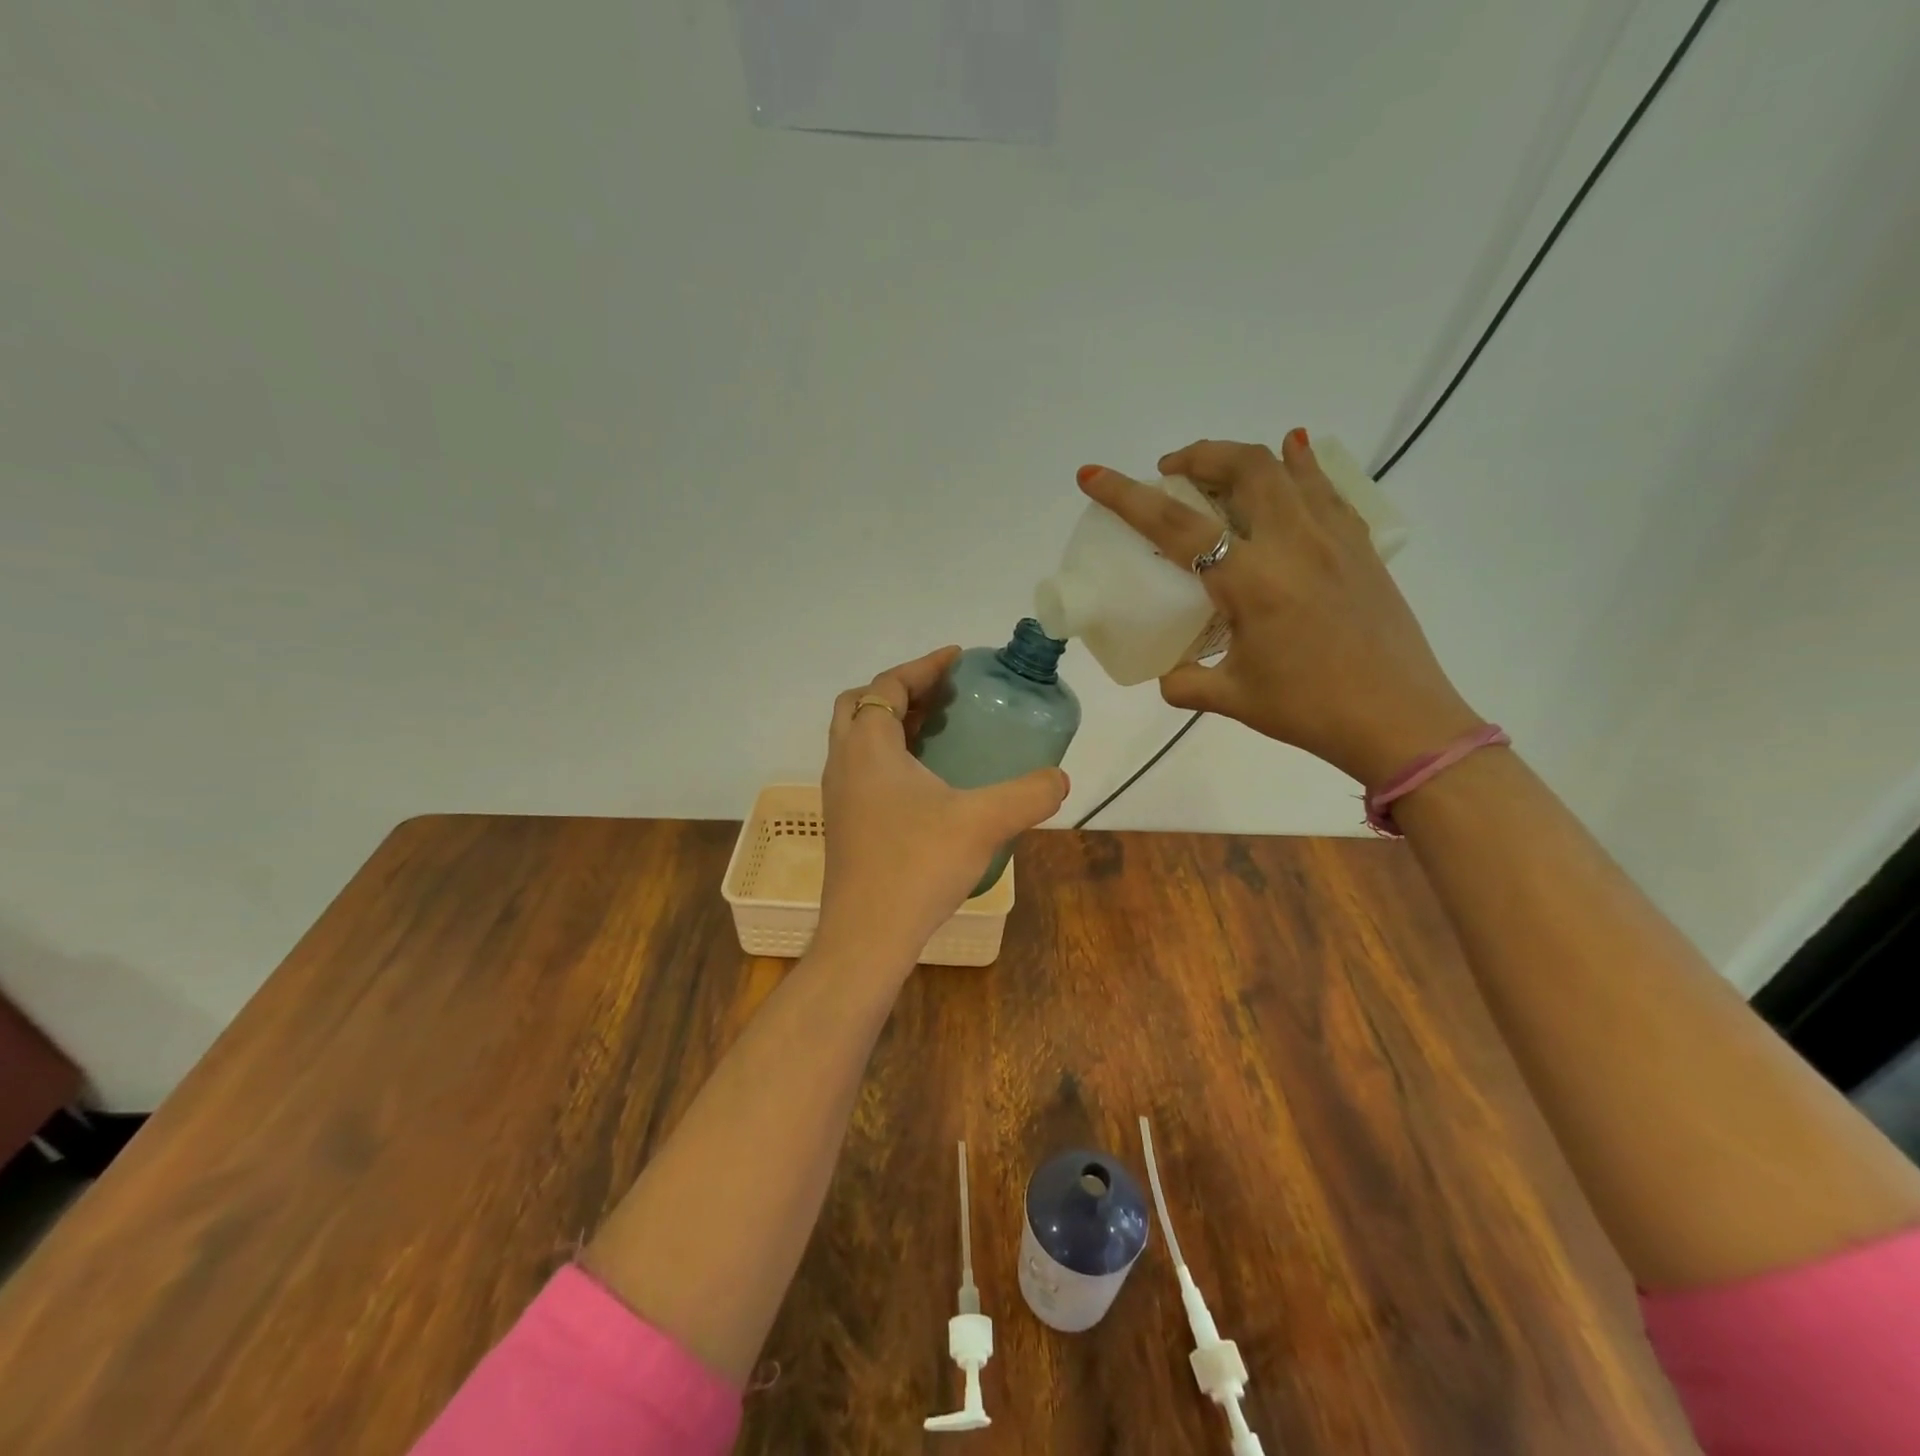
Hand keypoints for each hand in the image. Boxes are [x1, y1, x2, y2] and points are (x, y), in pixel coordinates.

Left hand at [817, 647, 1069, 967]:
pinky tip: (929, 784)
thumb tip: (1060, 778)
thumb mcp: (984, 823)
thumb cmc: (917, 866)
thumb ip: (1029, 794)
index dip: (924, 666)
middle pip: (861, 705)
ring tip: (941, 732)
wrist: (867, 936)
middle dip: (902, 691)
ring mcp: (839, 796)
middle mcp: (844, 763)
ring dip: (894, 725)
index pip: (888, 685)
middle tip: (944, 696)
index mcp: (868, 746)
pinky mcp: (845, 824)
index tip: (958, 659)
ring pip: (859, 739)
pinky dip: (890, 758)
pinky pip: (863, 770)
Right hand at [1077, 431, 1479, 786]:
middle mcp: (1293, 545)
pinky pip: (1326, 489)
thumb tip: (1168, 675)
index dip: (1127, 496)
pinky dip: (1301, 466)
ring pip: (1287, 468)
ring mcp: (1334, 540)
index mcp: (1252, 582)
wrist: (1401, 721)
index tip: (1092, 476)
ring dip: (1243, 456)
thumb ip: (1187, 682)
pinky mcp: (1361, 548)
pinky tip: (1293, 457)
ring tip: (1219, 471)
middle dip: (1197, 455)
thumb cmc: (1311, 711)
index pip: (1176, 525)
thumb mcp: (1235, 699)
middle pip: (1242, 467)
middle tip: (1171, 470)